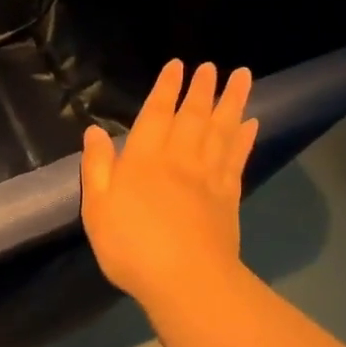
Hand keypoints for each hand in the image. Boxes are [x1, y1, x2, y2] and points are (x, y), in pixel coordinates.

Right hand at [80, 60, 256, 312]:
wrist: (186, 280)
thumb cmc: (131, 245)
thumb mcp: (97, 207)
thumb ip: (96, 166)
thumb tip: (93, 130)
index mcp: (144, 159)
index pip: (156, 114)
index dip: (166, 88)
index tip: (177, 66)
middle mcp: (179, 158)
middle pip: (193, 115)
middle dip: (201, 88)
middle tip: (210, 66)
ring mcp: (208, 176)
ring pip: (222, 130)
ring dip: (232, 102)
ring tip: (242, 77)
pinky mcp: (228, 197)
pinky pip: (237, 159)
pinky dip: (245, 138)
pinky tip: (252, 124)